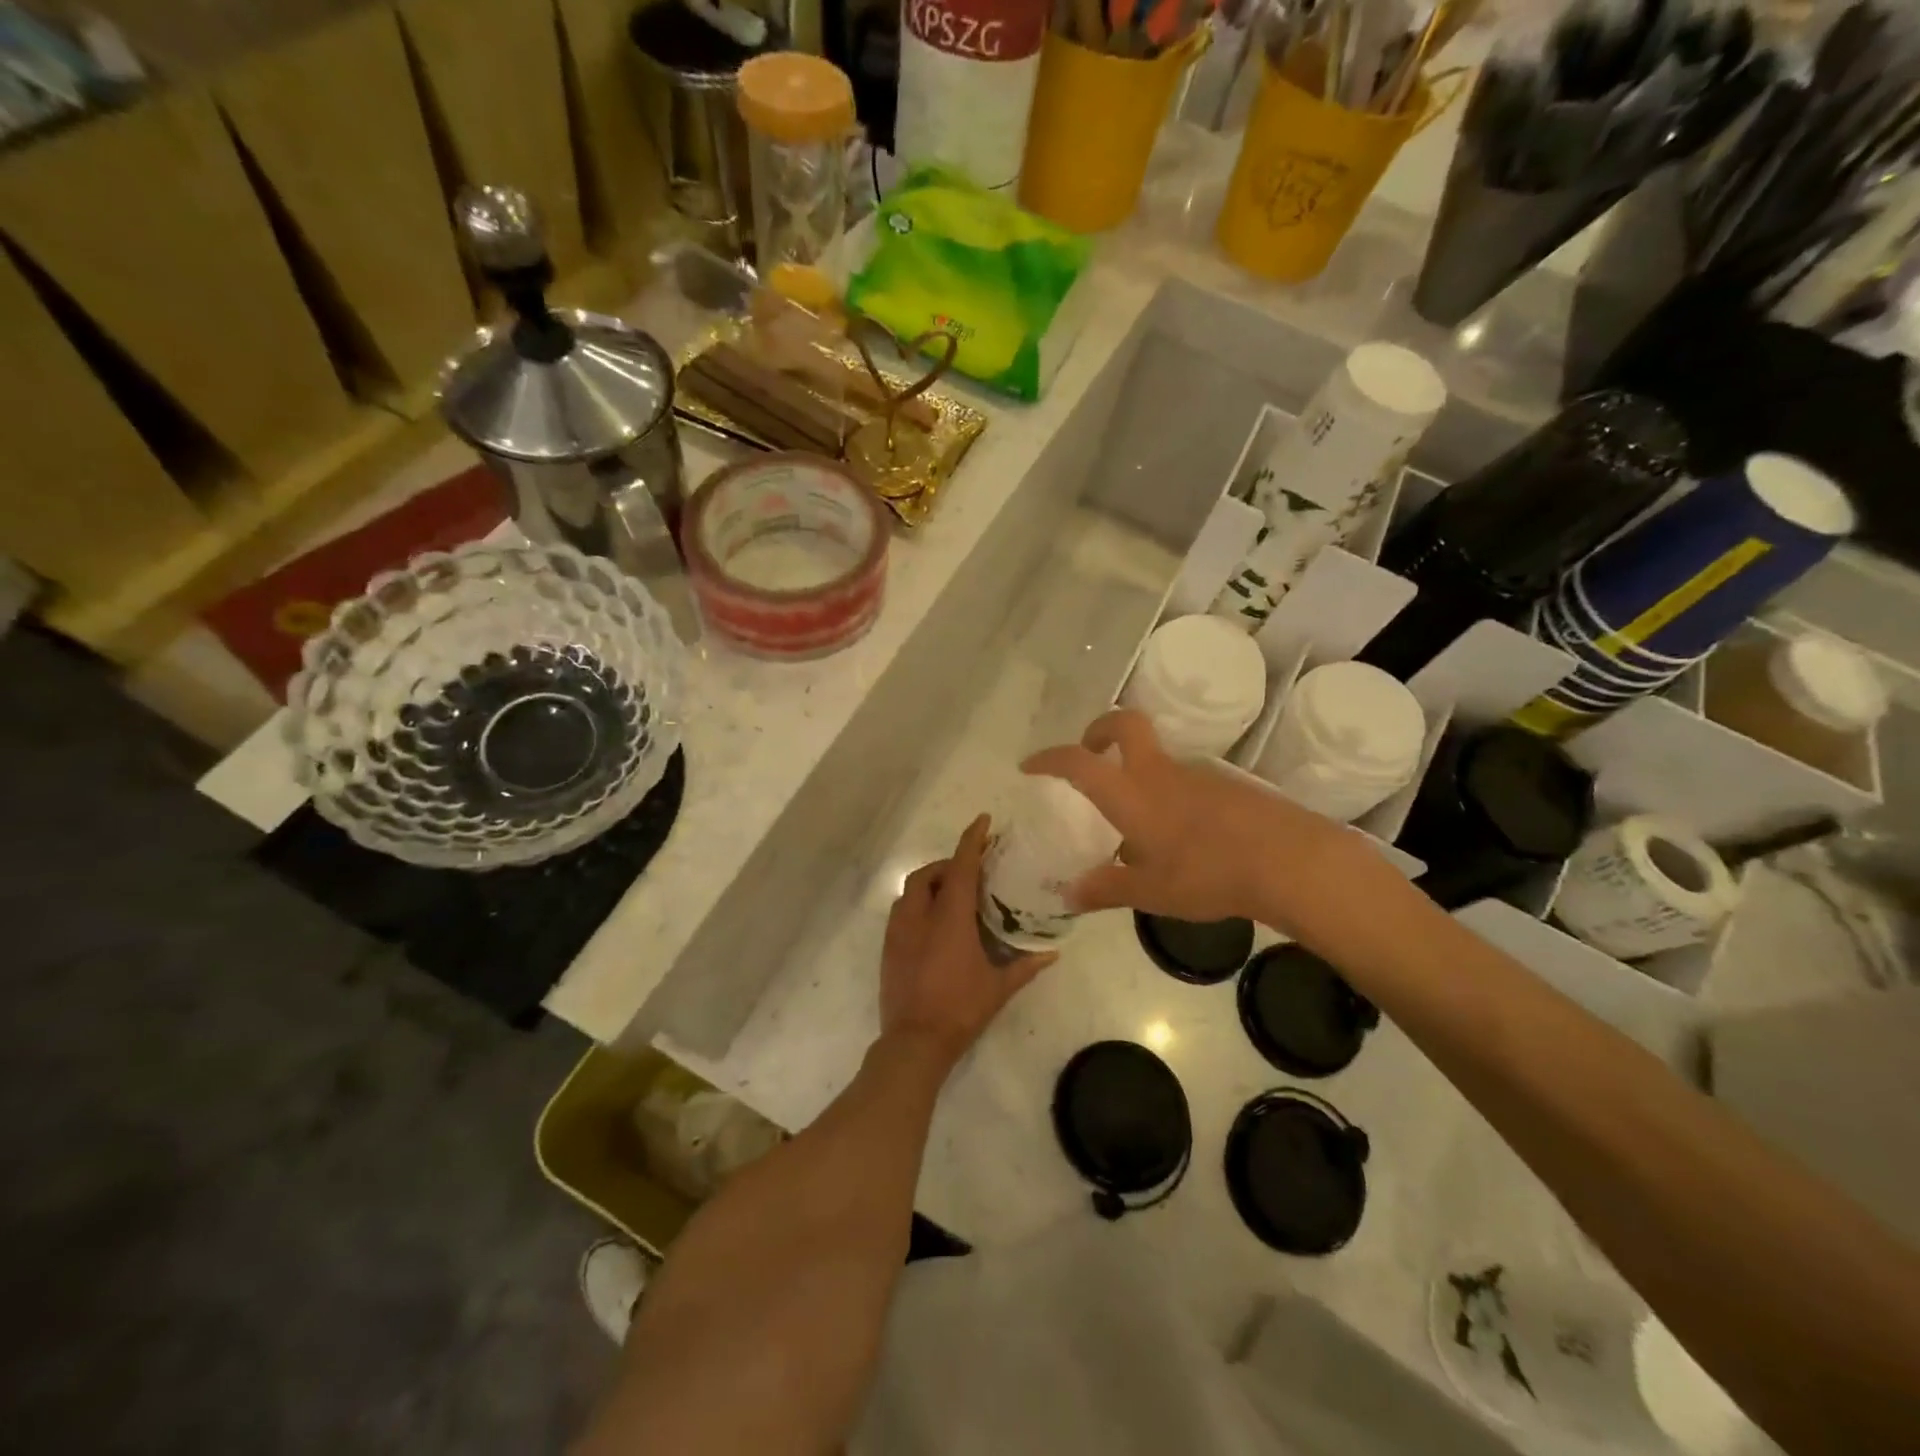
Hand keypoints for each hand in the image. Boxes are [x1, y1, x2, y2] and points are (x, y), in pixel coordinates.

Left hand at [880, 815, 1055, 1068]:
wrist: (914, 1041)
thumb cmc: (960, 1010)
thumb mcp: (998, 988)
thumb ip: (1025, 966)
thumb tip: (1052, 953)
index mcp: (950, 918)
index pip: (960, 867)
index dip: (971, 840)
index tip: (982, 821)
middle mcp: (920, 916)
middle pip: (929, 874)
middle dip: (948, 865)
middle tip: (970, 873)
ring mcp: (898, 931)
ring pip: (910, 891)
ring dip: (930, 884)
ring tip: (951, 896)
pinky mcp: (888, 947)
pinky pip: (901, 912)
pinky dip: (917, 905)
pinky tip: (933, 923)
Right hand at [1022, 710, 1394, 939]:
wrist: (1290, 861)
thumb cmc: (1208, 874)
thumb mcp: (1150, 892)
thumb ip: (1106, 889)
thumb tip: (1068, 895)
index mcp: (1131, 793)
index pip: (1078, 762)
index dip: (1049, 759)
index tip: (1030, 765)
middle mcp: (1160, 772)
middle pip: (1125, 724)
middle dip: (1098, 729)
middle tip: (1089, 752)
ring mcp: (1197, 774)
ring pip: (1157, 756)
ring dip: (1137, 769)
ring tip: (1136, 820)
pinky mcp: (1226, 785)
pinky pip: (1184, 779)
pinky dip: (1168, 792)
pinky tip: (1181, 835)